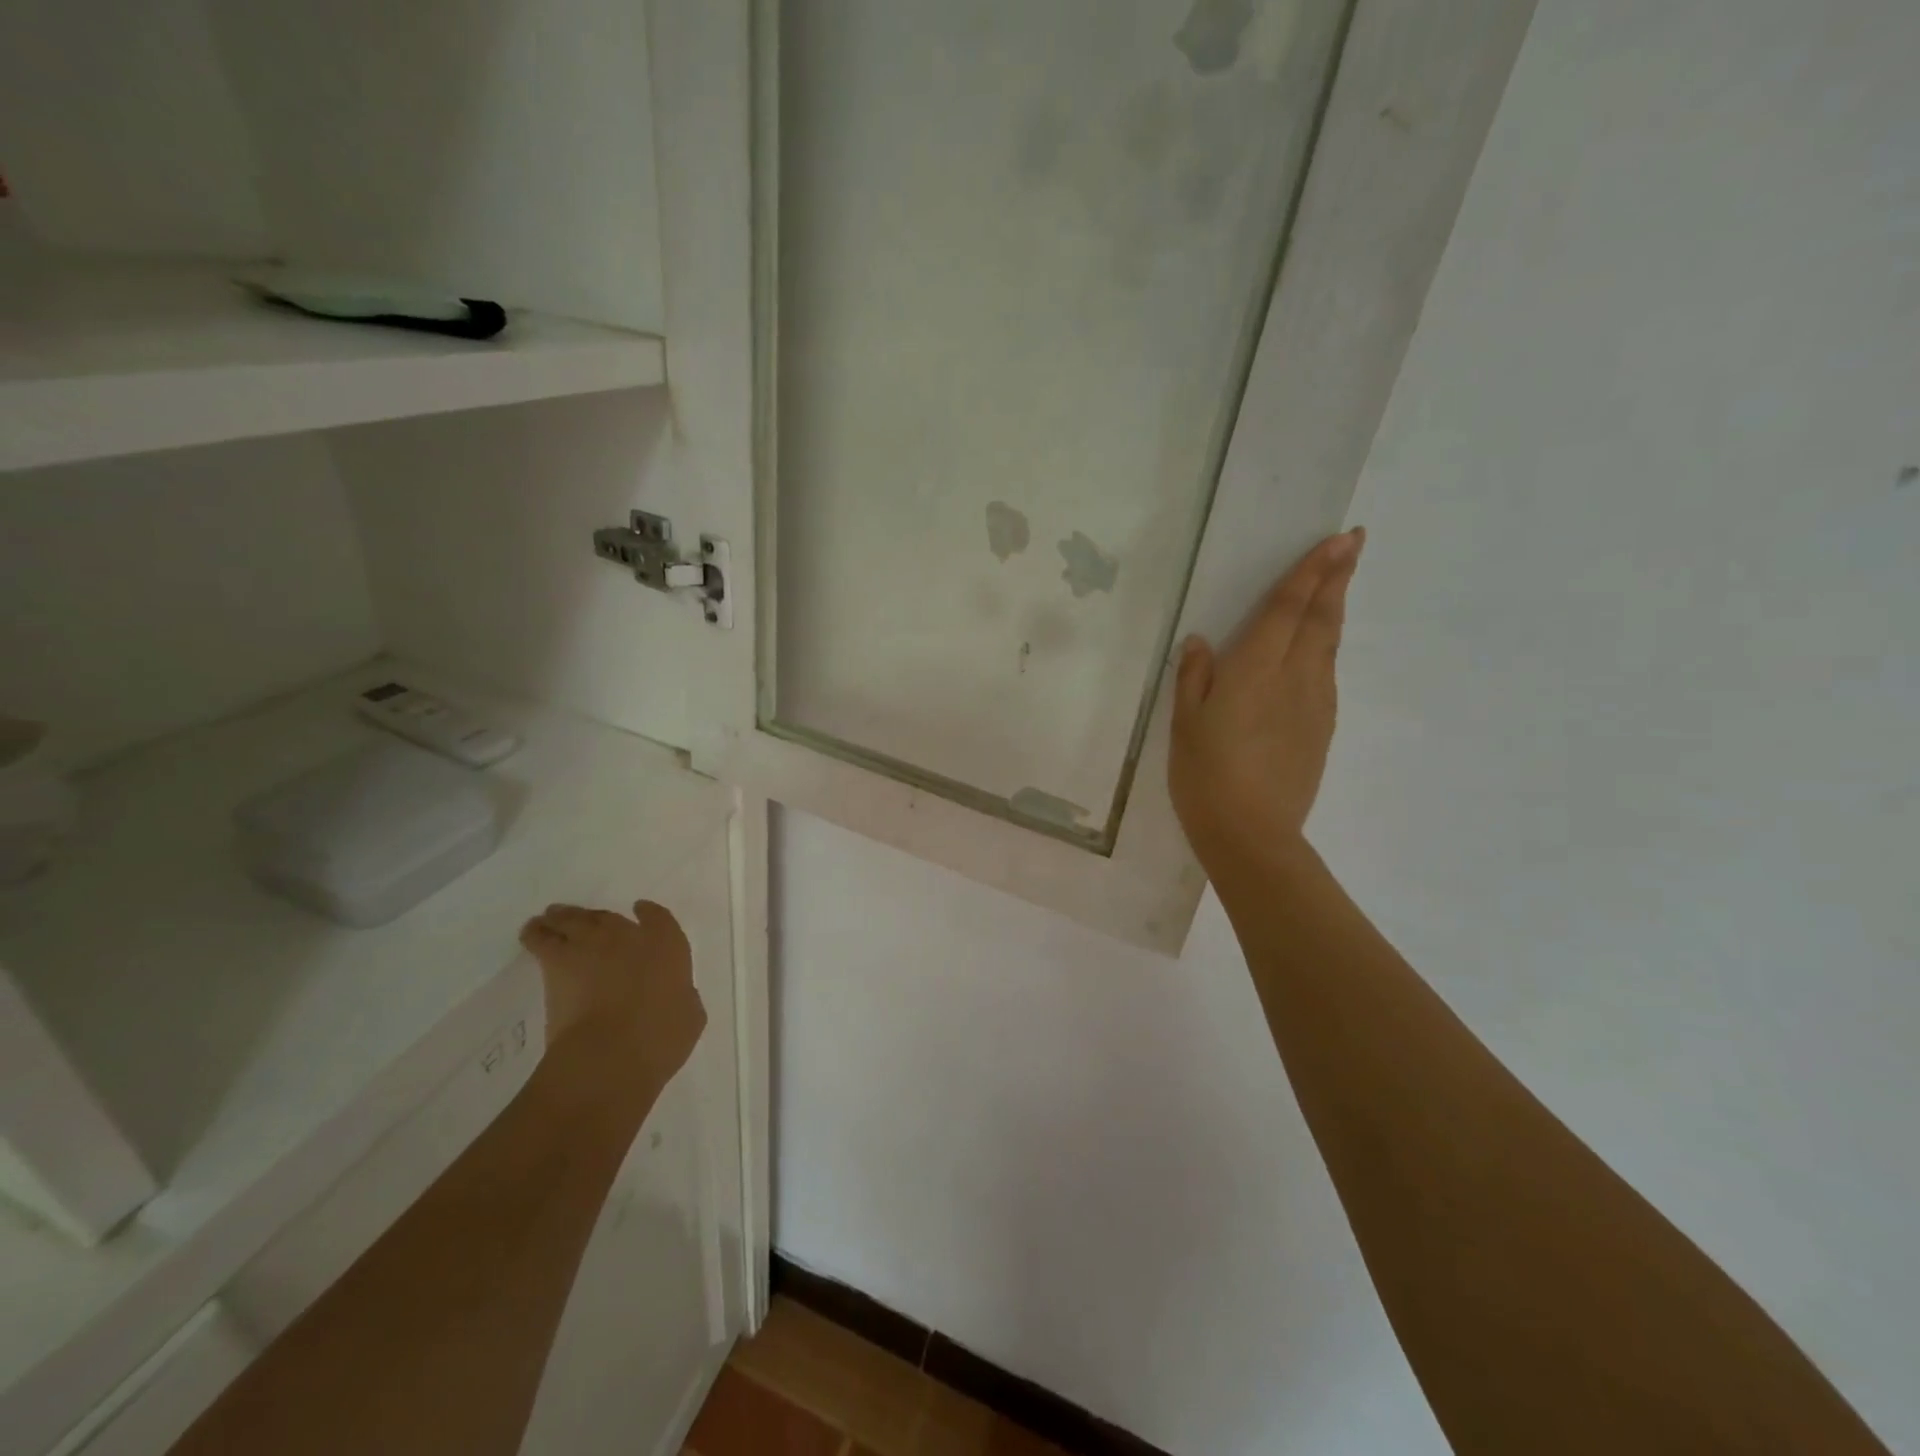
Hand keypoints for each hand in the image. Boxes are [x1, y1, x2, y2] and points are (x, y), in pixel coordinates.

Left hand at [518, 901, 706, 1085]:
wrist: (610, 1052)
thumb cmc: (660, 1038)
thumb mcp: (690, 1017)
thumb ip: (684, 998)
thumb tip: (676, 995)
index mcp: (667, 945)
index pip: (659, 918)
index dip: (649, 914)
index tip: (641, 910)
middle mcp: (629, 935)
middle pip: (609, 917)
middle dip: (598, 917)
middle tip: (587, 919)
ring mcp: (592, 944)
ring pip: (574, 920)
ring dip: (564, 917)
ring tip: (552, 916)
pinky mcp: (558, 961)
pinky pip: (542, 938)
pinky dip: (536, 933)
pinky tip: (531, 931)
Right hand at [1169, 528, 1363, 868]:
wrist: (1251, 833)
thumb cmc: (1205, 775)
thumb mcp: (1185, 723)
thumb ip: (1194, 677)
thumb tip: (1201, 641)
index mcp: (1255, 669)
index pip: (1289, 608)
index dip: (1313, 571)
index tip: (1339, 540)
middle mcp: (1294, 677)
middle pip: (1322, 618)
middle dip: (1338, 577)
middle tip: (1355, 543)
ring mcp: (1315, 703)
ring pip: (1330, 645)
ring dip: (1335, 610)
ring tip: (1339, 586)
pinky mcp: (1322, 728)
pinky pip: (1327, 674)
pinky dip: (1327, 648)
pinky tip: (1320, 649)